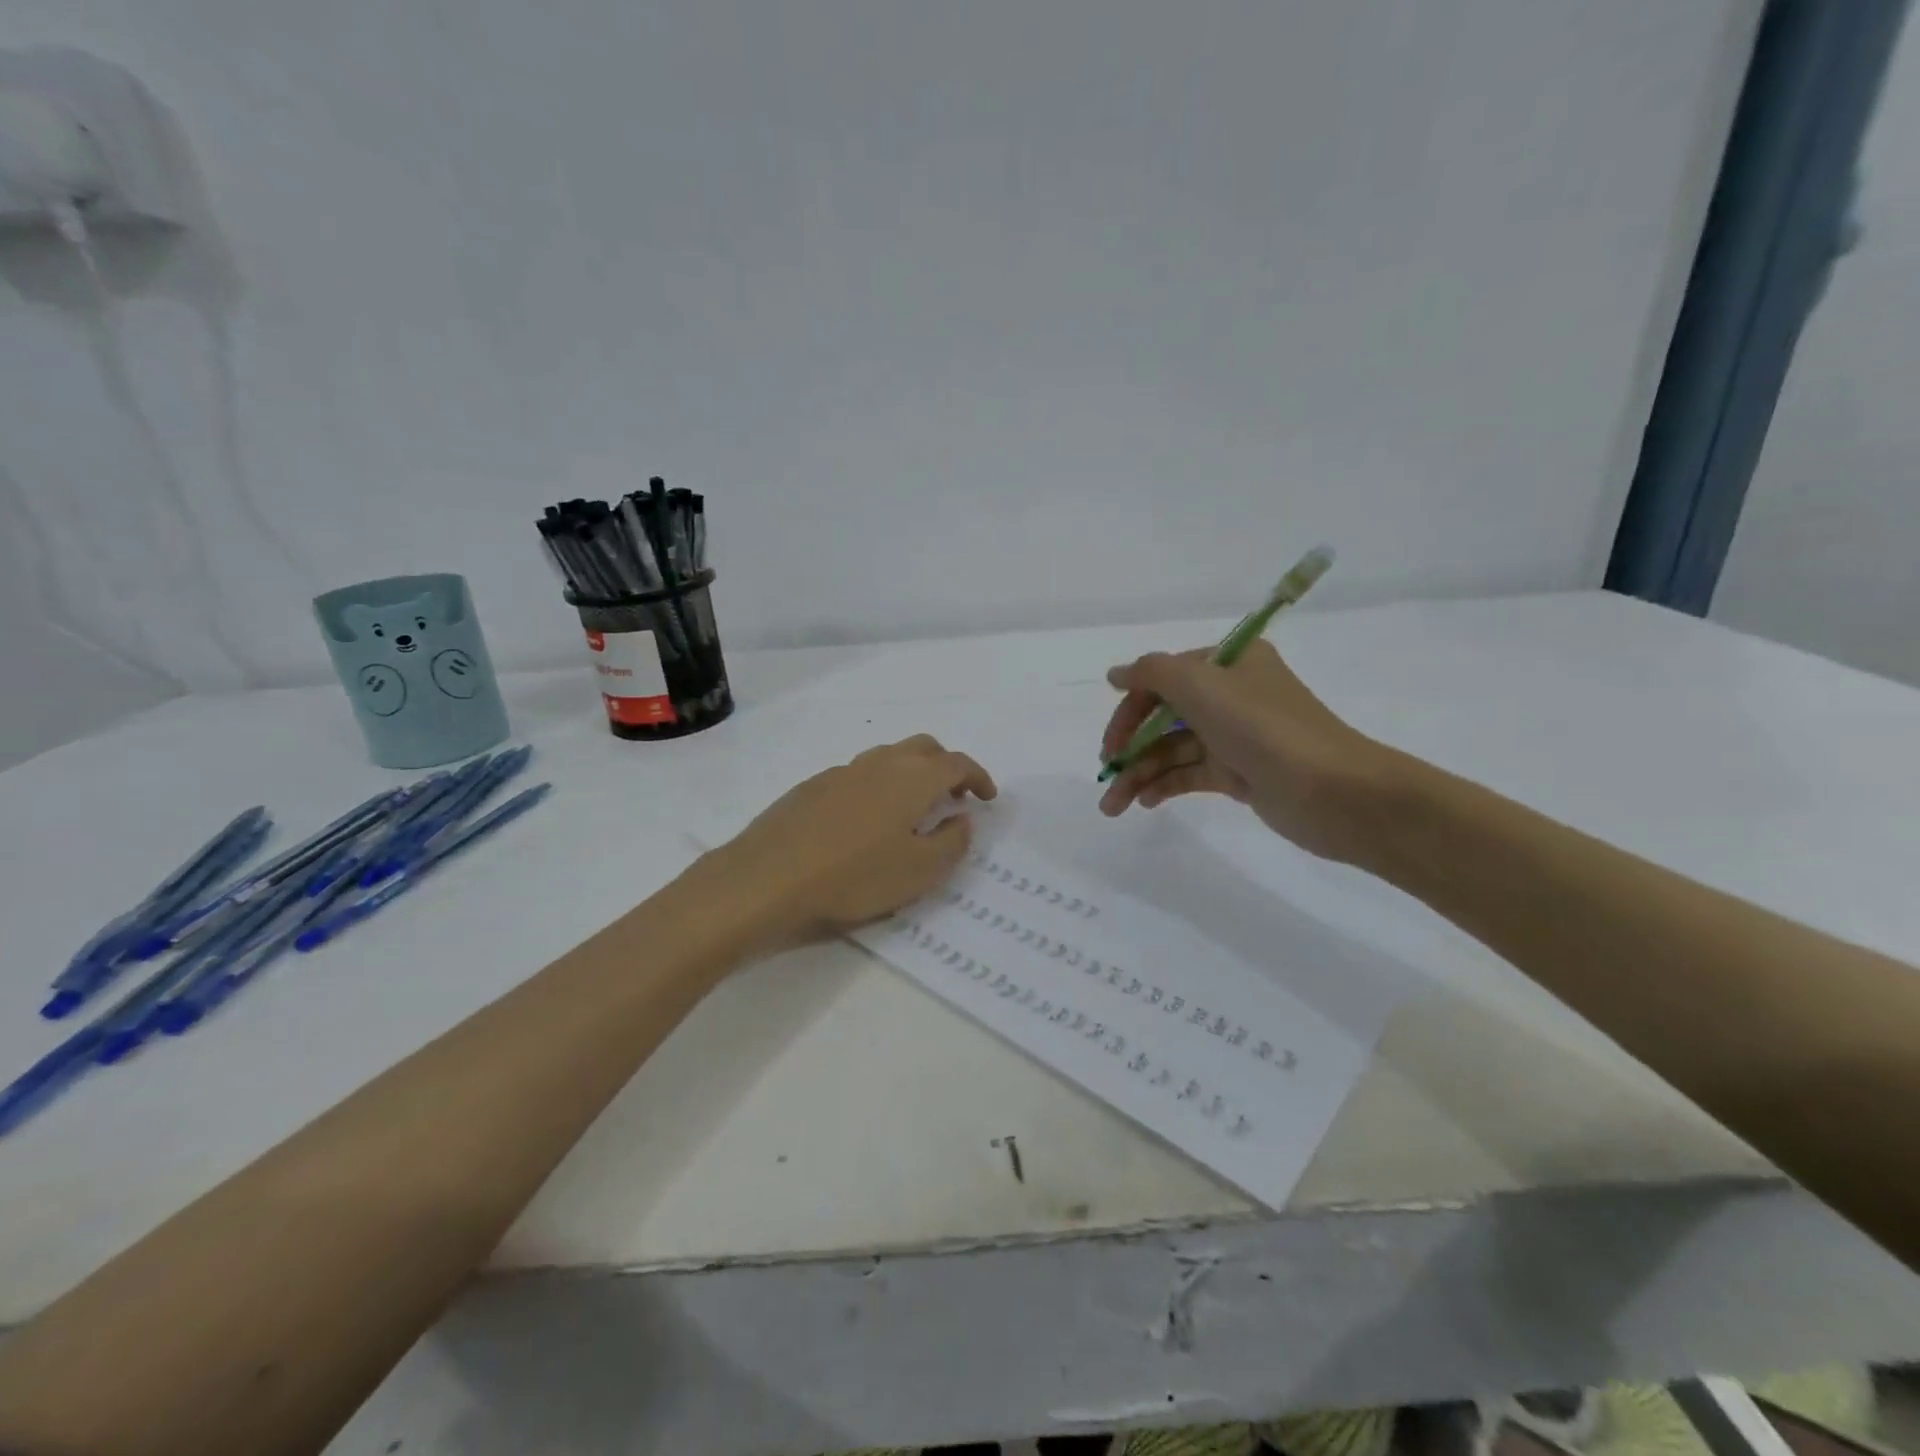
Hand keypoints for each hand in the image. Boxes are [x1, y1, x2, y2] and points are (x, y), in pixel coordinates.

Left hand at [704, 734, 996, 949]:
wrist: (767, 878)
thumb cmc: (854, 876)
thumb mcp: (920, 871)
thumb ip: (952, 842)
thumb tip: (962, 819)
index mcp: (912, 779)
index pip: (956, 763)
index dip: (977, 776)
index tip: (987, 798)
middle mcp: (879, 764)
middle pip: (923, 748)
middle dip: (945, 766)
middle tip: (953, 797)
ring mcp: (841, 771)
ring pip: (887, 757)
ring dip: (910, 773)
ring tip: (912, 808)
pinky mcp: (812, 786)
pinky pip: (858, 774)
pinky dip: (877, 786)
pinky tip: (866, 820)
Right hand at [1097, 641, 1392, 862]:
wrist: (1333, 792)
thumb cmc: (1264, 728)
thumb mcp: (1202, 686)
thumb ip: (1151, 672)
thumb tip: (1117, 674)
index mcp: (1228, 664)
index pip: (1163, 678)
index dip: (1130, 707)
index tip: (1109, 741)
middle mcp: (1231, 694)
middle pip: (1163, 715)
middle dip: (1129, 745)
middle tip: (1106, 772)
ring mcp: (1235, 735)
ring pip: (1173, 749)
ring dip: (1140, 773)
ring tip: (1113, 806)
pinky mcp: (1239, 772)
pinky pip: (1190, 773)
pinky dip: (1165, 785)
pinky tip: (1144, 802)